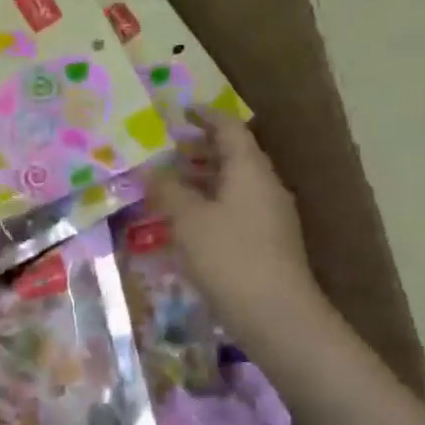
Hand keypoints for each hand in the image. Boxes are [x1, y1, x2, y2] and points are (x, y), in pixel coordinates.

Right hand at [146, 110, 329, 351]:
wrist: (276, 314)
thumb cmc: (229, 257)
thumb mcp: (188, 220)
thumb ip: (166, 190)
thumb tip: (147, 168)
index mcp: (250, 169)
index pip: (228, 129)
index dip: (204, 116)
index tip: (180, 111)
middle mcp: (265, 185)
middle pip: (234, 155)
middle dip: (200, 149)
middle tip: (168, 149)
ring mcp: (270, 215)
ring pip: (235, 184)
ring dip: (204, 178)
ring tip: (171, 183)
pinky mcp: (268, 241)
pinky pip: (236, 207)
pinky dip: (211, 203)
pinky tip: (189, 221)